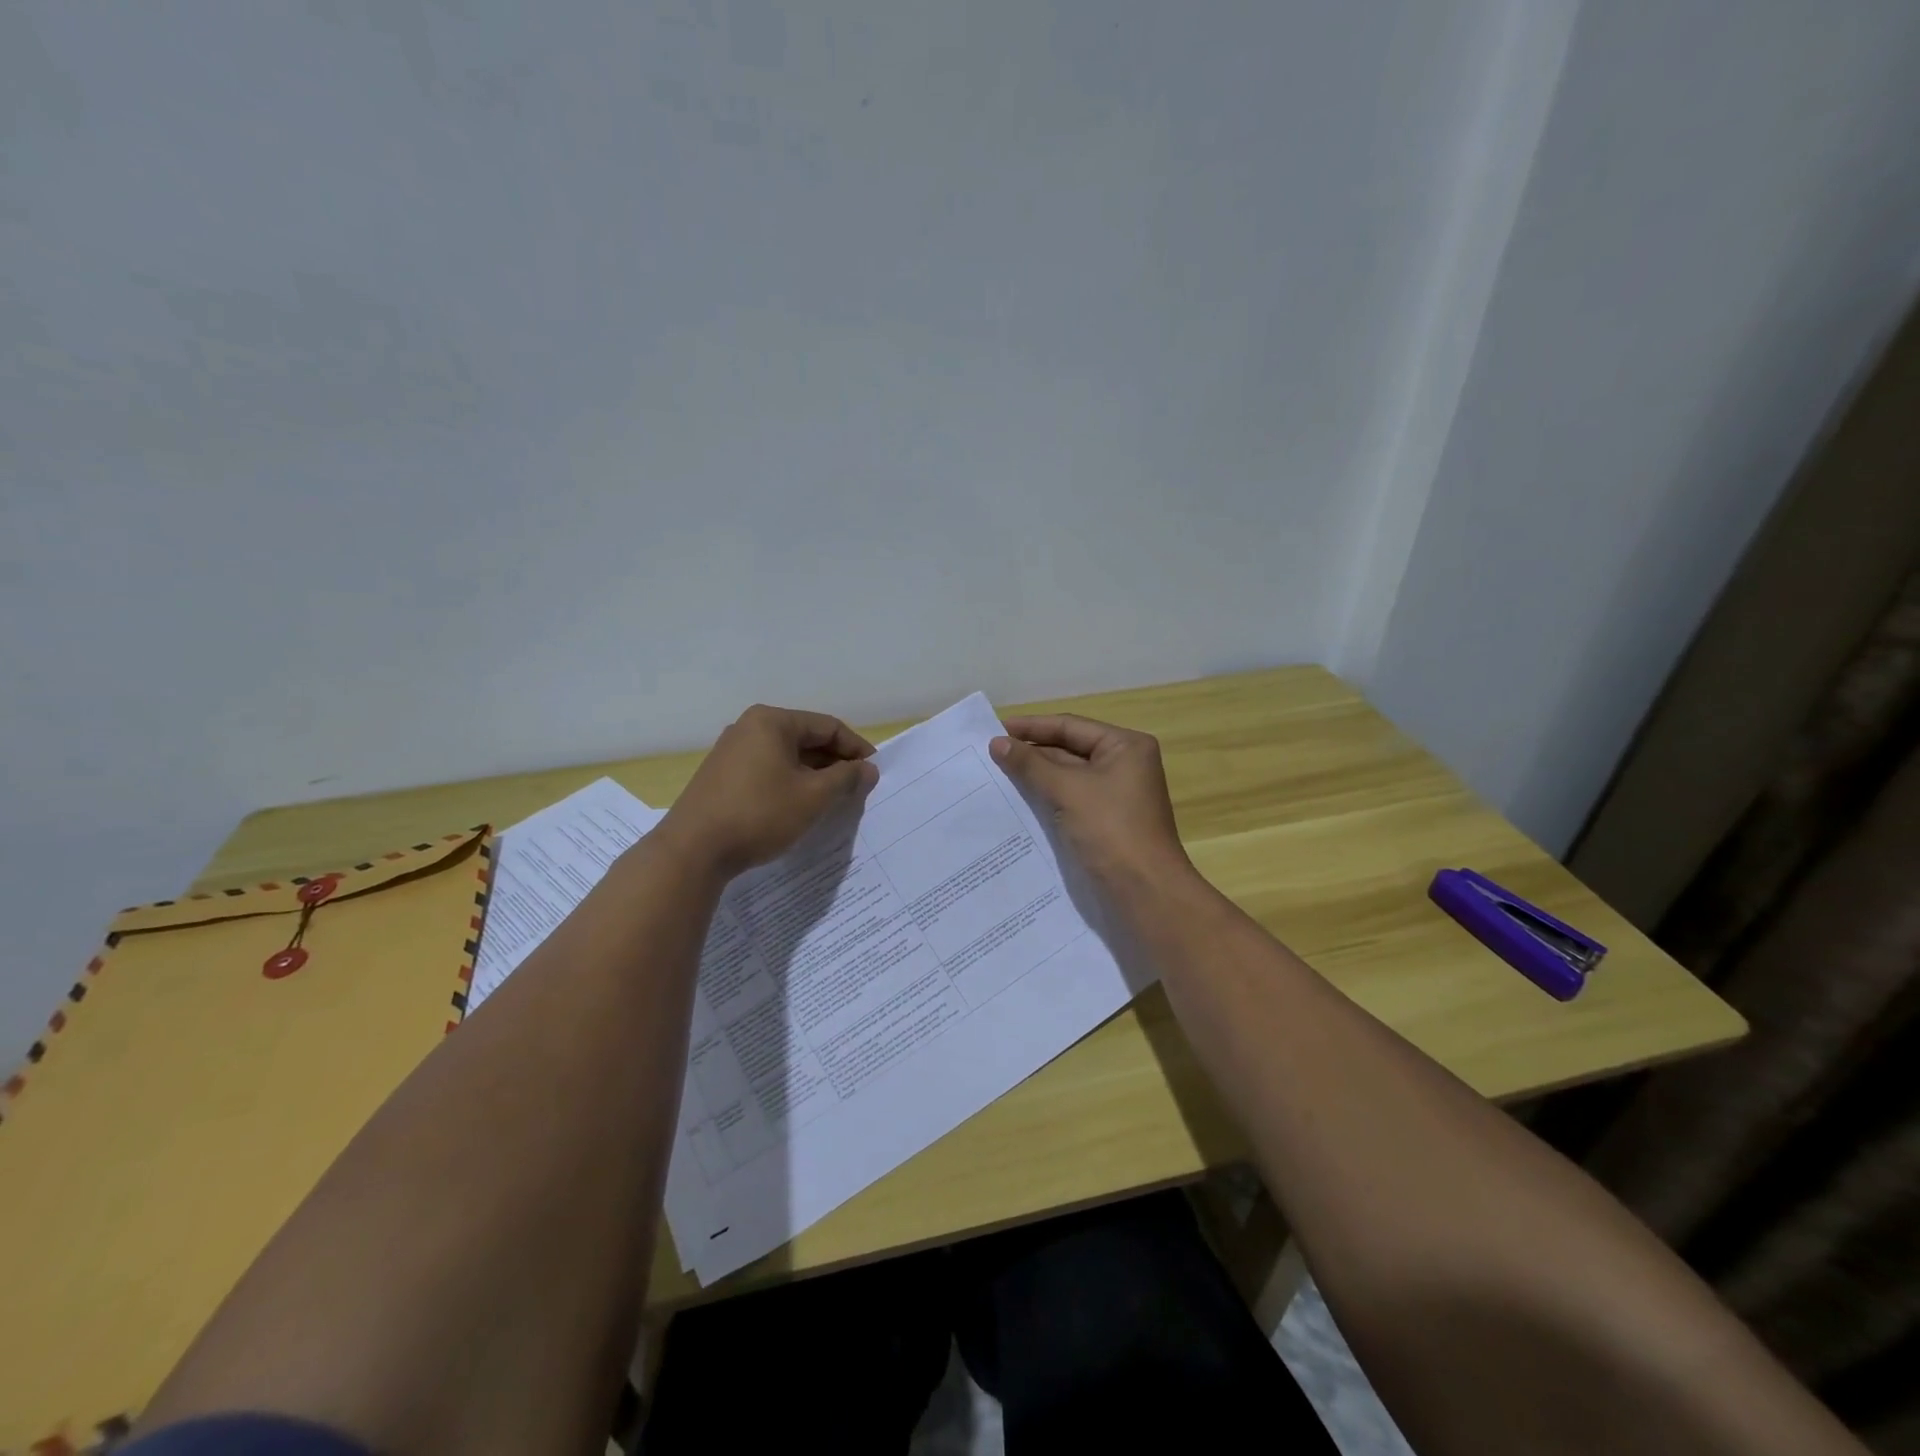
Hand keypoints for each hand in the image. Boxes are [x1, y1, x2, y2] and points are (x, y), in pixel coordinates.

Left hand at [663, 705, 877, 875]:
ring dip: (813, 776)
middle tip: (857, 790)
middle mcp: (749, 727)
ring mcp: (731, 752)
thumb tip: (868, 768)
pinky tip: (800, 807)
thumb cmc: (760, 814)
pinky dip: (790, 784)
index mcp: (772, 721)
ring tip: (833, 801)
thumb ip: (846, 778)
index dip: (856, 748)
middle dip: (835, 763)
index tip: (874, 773)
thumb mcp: (813, 796)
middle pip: (806, 739)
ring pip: (786, 757)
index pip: (828, 726)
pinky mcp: (722, 776)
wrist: (693, 851)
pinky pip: (767, 770)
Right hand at [990, 714, 1192, 889]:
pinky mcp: (1105, 821)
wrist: (1144, 892)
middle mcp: (1123, 765)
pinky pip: (1069, 800)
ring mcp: (1115, 795)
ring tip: (994, 775)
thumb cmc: (1110, 830)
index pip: (1070, 726)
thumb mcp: (1067, 791)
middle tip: (988, 755)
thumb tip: (997, 743)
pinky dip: (1045, 798)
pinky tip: (1016, 801)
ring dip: (1035, 776)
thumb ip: (1030, 765)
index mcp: (1125, 746)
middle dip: (1031, 753)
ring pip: (1067, 777)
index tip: (993, 730)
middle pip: (1069, 749)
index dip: (1031, 727)